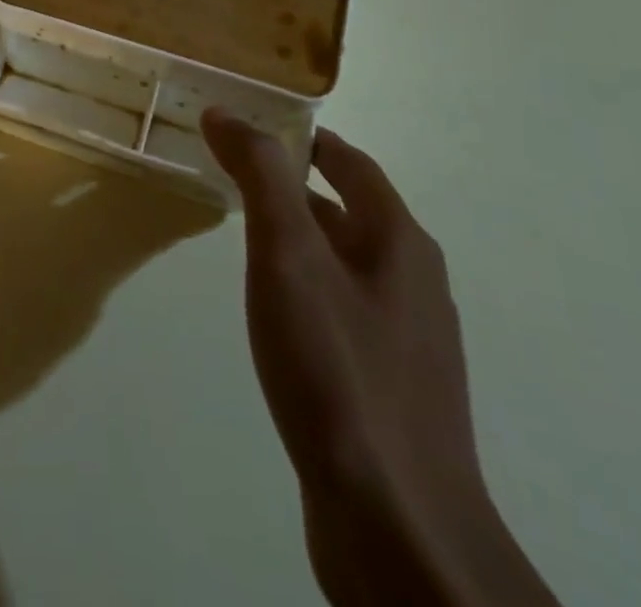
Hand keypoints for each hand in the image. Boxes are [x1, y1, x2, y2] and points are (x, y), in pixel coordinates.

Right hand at [202, 114, 558, 606]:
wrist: (397, 528)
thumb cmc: (338, 369)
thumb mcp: (288, 255)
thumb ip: (260, 176)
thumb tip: (226, 113)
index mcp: (399, 240)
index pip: (350, 162)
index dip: (303, 138)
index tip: (252, 128)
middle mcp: (414, 281)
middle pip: (351, 209)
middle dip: (296, 185)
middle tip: (236, 176)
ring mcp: (409, 339)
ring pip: (347, 262)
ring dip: (302, 237)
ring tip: (246, 236)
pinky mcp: (393, 387)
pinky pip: (346, 310)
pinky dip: (309, 287)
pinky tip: (277, 314)